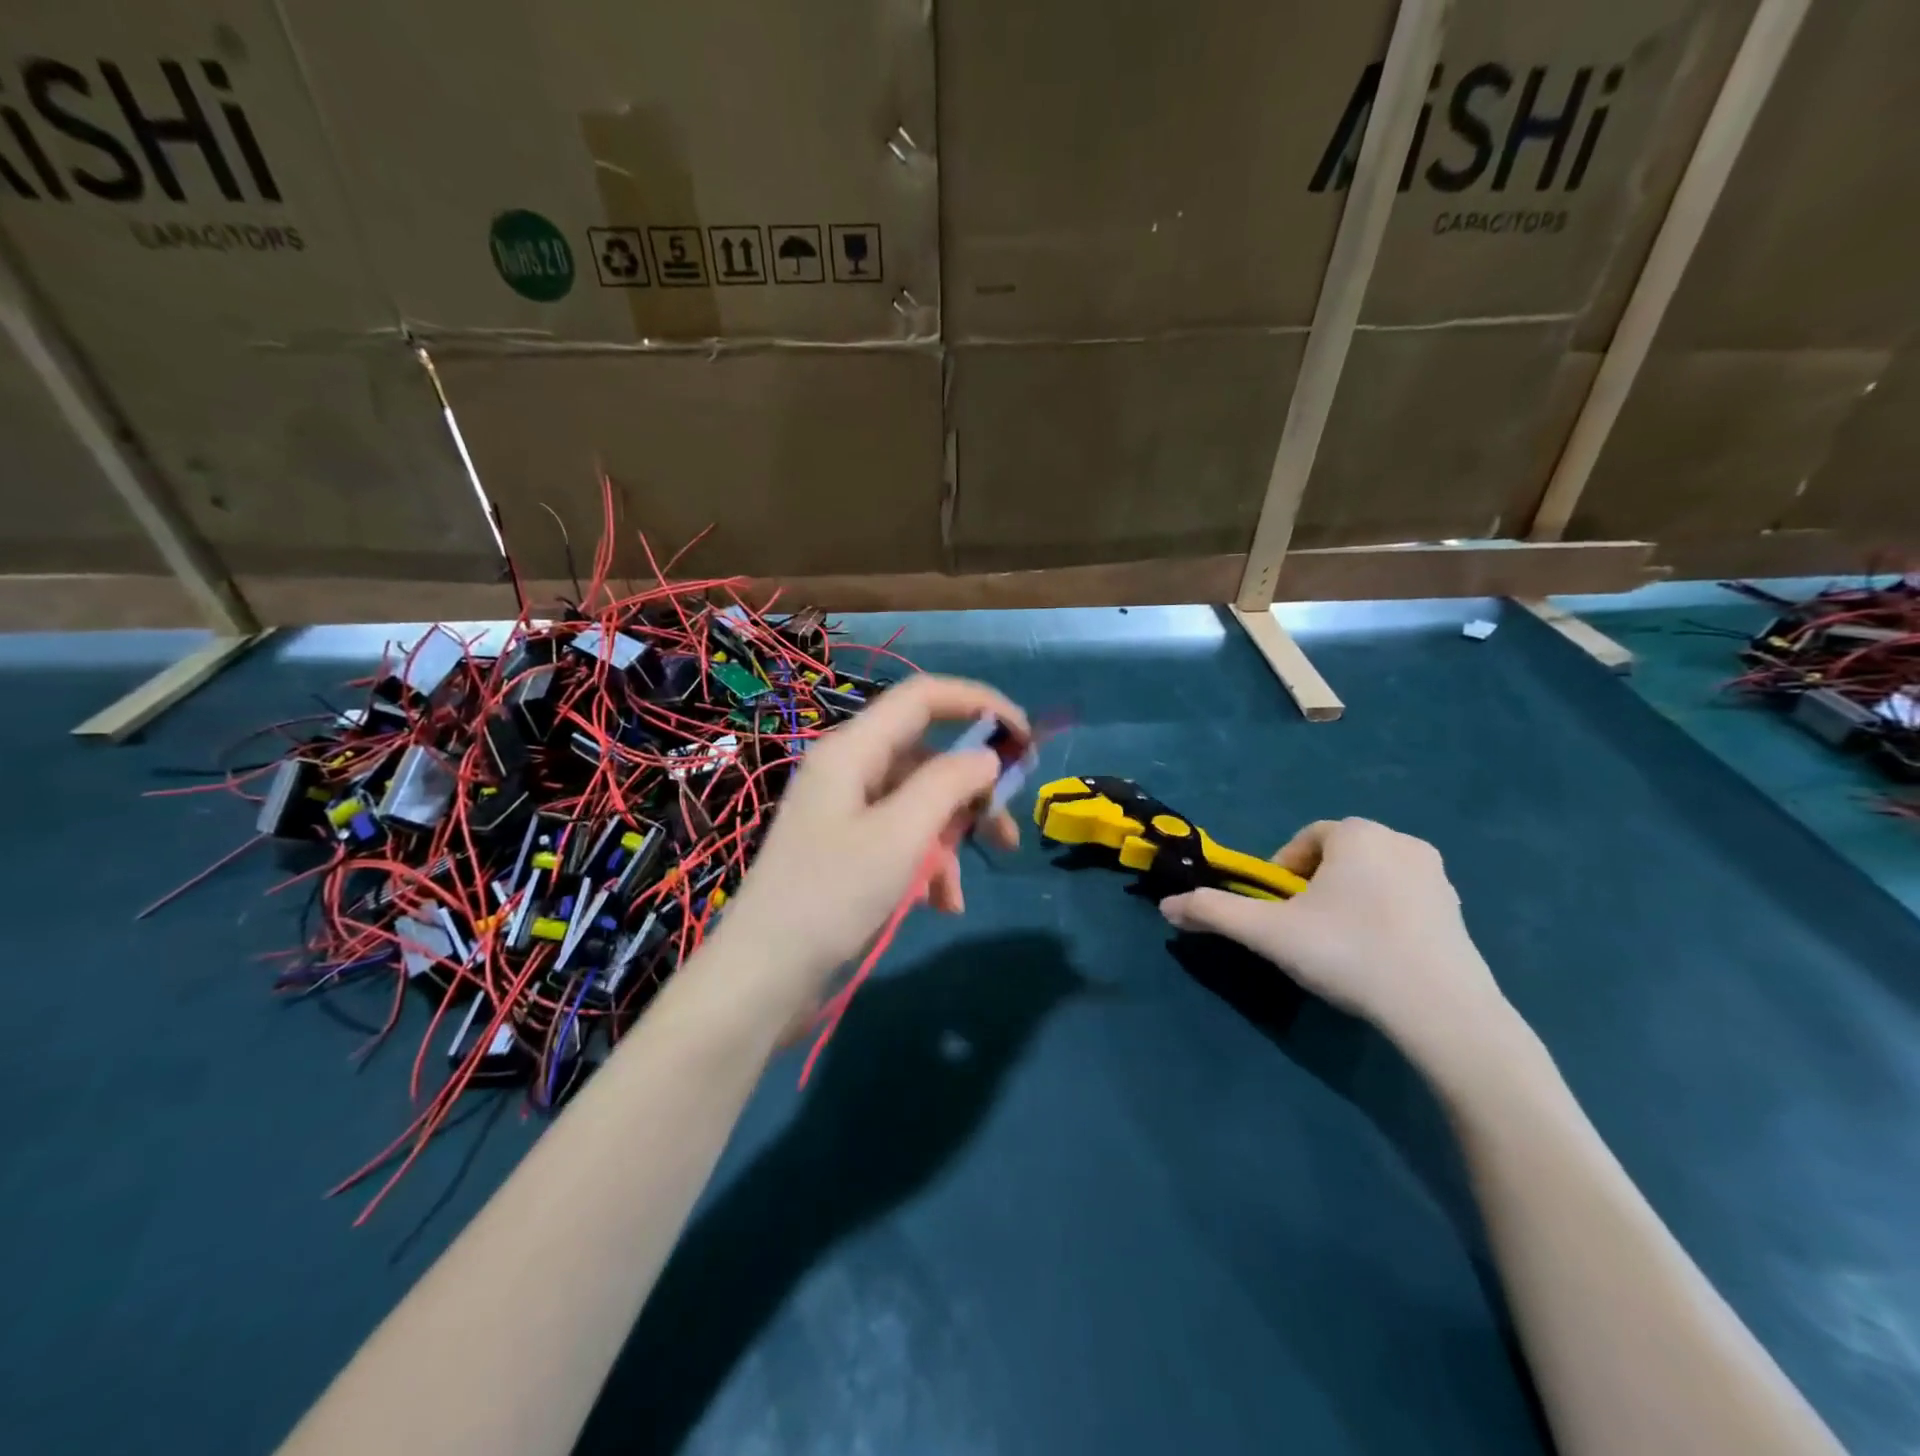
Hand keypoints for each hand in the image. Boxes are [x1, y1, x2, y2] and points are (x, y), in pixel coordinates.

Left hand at [719, 674, 1025, 1011]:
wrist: (763, 973)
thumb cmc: (833, 895)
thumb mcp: (901, 835)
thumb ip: (949, 784)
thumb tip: (987, 758)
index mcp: (853, 749)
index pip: (923, 696)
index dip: (979, 703)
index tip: (1025, 738)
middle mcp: (849, 769)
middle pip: (927, 756)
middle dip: (972, 793)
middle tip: (1007, 831)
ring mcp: (845, 809)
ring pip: (919, 803)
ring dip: (949, 842)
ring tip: (958, 893)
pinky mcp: (846, 846)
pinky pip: (900, 837)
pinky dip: (926, 864)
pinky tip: (939, 904)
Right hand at [1159, 818, 1506, 1059]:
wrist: (1443, 1012)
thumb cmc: (1348, 954)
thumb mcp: (1268, 934)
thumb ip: (1213, 912)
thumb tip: (1166, 906)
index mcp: (1357, 834)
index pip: (1304, 841)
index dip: (1281, 874)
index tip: (1275, 912)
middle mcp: (1400, 842)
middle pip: (1337, 857)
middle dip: (1313, 887)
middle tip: (1302, 931)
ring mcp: (1437, 876)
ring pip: (1370, 878)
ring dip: (1347, 901)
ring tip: (1338, 947)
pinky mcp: (1459, 911)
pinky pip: (1404, 900)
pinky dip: (1382, 918)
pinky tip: (1377, 958)